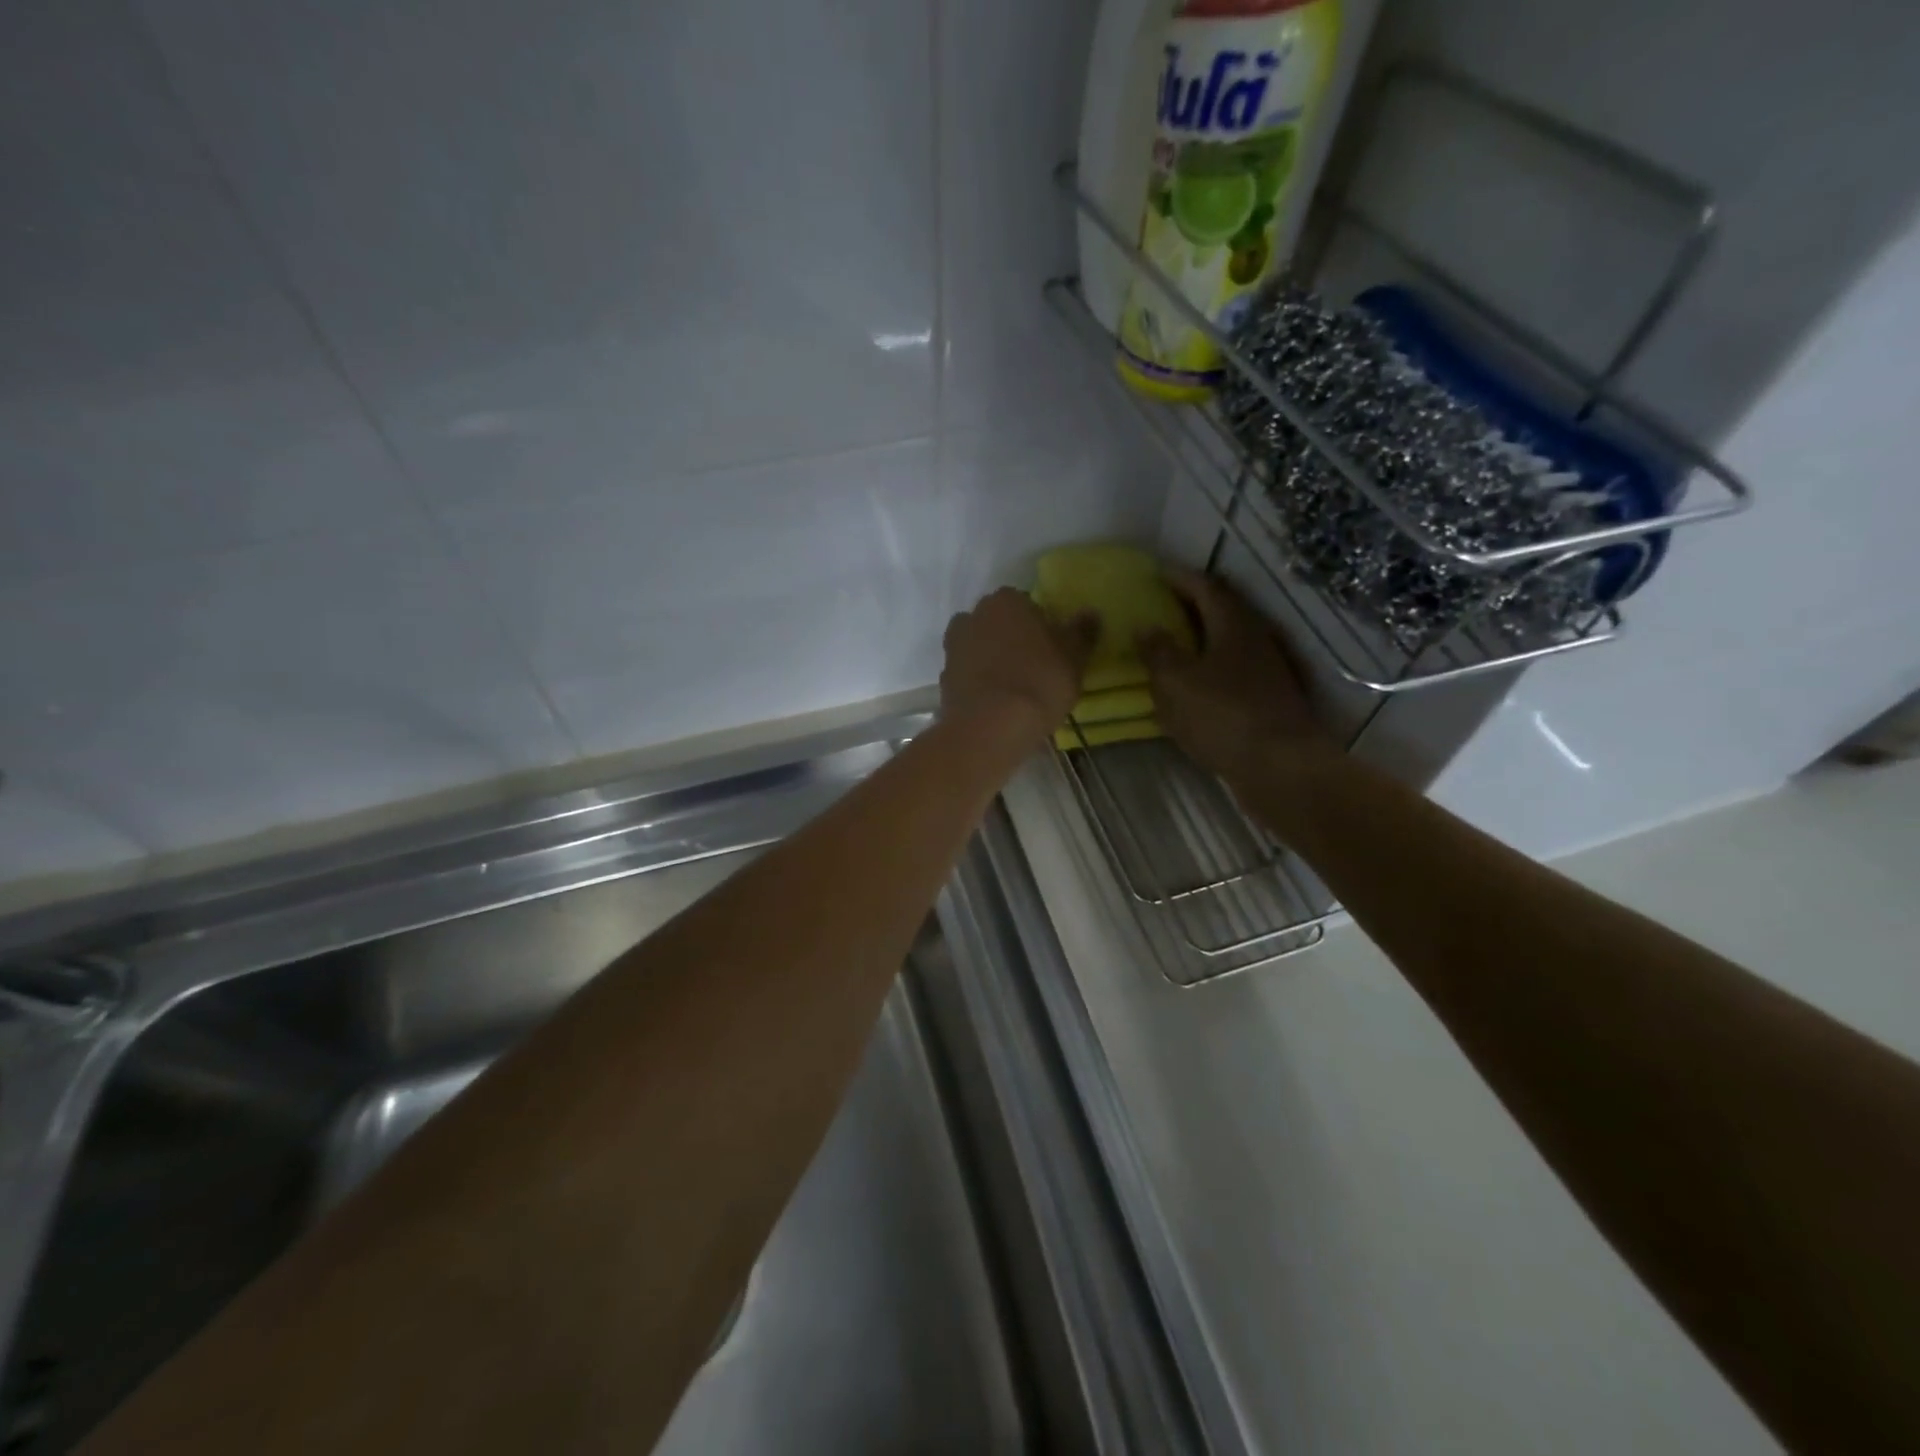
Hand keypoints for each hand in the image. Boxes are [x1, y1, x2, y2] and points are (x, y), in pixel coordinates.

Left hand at [941, 588, 1096, 747]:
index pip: (1027, 603)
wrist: (989, 728)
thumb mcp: (1073, 658)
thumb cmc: (1039, 683)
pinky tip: (996, 703)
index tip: (1052, 649)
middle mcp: (974, 615)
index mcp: (1007, 601)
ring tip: (1014, 688)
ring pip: (980, 647)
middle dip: (1013, 639)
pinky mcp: (944, 678)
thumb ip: (1082, 632)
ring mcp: (953, 647)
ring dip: (993, 660)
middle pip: (999, 623)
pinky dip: (980, 682)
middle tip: (1035, 667)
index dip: (1041, 625)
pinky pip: (968, 674)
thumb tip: (1090, 613)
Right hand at [1139, 568, 1332, 782]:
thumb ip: (1158, 652)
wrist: (1280, 767)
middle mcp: (1256, 640)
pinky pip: (1234, 671)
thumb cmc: (1222, 716)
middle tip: (1163, 605)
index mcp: (1233, 625)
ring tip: (1174, 644)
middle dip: (1193, 605)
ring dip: (1203, 638)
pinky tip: (1195, 685)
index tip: (1157, 573)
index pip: (1206, 587)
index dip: (1180, 578)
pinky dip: (1211, 668)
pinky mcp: (1270, 699)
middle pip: (1223, 611)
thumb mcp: (1176, 682)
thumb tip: (1147, 627)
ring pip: (1230, 642)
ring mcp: (1268, 670)